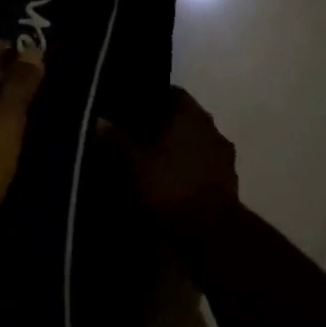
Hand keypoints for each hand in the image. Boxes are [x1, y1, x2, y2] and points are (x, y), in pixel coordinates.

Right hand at [110, 87, 238, 226]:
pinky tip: (170, 185)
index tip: (128, 109)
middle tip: (134, 137)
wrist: (211, 234)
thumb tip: (97, 119)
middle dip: (161, 127)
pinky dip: (187, 173)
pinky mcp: (228, 184)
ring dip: (176, 151)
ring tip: (151, 163)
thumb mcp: (132, 162)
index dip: (148, 98)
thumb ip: (114, 138)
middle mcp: (211, 129)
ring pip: (193, 145)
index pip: (170, 92)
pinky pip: (201, 169)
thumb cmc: (170, 186)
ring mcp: (223, 157)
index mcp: (191, 114)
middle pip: (182, 119)